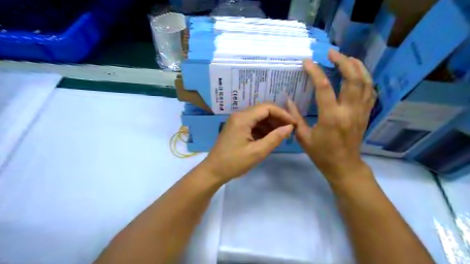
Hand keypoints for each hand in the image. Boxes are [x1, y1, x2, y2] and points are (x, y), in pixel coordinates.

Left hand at [200, 103, 294, 180]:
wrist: (213, 171)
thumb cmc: (234, 162)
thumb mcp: (257, 152)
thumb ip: (275, 138)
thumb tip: (289, 127)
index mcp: (243, 118)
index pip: (267, 107)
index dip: (282, 114)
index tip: (293, 124)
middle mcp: (239, 116)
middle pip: (263, 110)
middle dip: (277, 118)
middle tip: (289, 130)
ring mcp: (237, 122)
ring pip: (258, 117)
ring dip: (271, 124)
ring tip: (282, 135)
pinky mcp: (236, 128)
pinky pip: (253, 124)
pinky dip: (263, 129)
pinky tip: (270, 138)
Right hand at [285, 49, 376, 183]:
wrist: (344, 166)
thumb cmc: (321, 153)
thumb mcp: (303, 137)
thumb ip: (296, 117)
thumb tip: (288, 100)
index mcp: (331, 117)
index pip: (324, 87)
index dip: (315, 71)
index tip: (308, 62)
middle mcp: (349, 111)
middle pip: (352, 78)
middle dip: (343, 61)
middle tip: (332, 53)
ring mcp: (360, 112)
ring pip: (365, 82)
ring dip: (357, 66)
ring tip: (347, 57)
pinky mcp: (366, 114)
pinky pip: (370, 91)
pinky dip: (366, 79)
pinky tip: (358, 74)